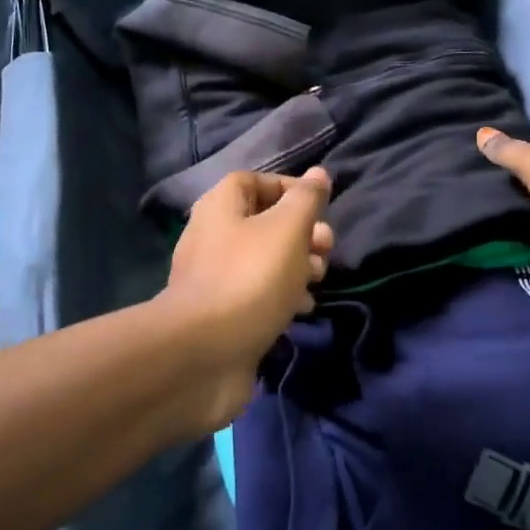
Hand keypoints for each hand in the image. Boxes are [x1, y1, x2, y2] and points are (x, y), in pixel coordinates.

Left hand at [158, 167, 333, 431]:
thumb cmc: (249, 279)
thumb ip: (305, 200)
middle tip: (327, 248)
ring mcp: (215, 279)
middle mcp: (212, 237)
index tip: (320, 206)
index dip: (288, 187)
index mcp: (220, 208)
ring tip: (319, 279)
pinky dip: (282, 297)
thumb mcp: (286, 230)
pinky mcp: (222, 315)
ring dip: (297, 266)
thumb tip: (318, 174)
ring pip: (264, 261)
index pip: (254, 181)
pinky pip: (257, 295)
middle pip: (263, 222)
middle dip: (302, 232)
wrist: (202, 355)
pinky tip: (302, 309)